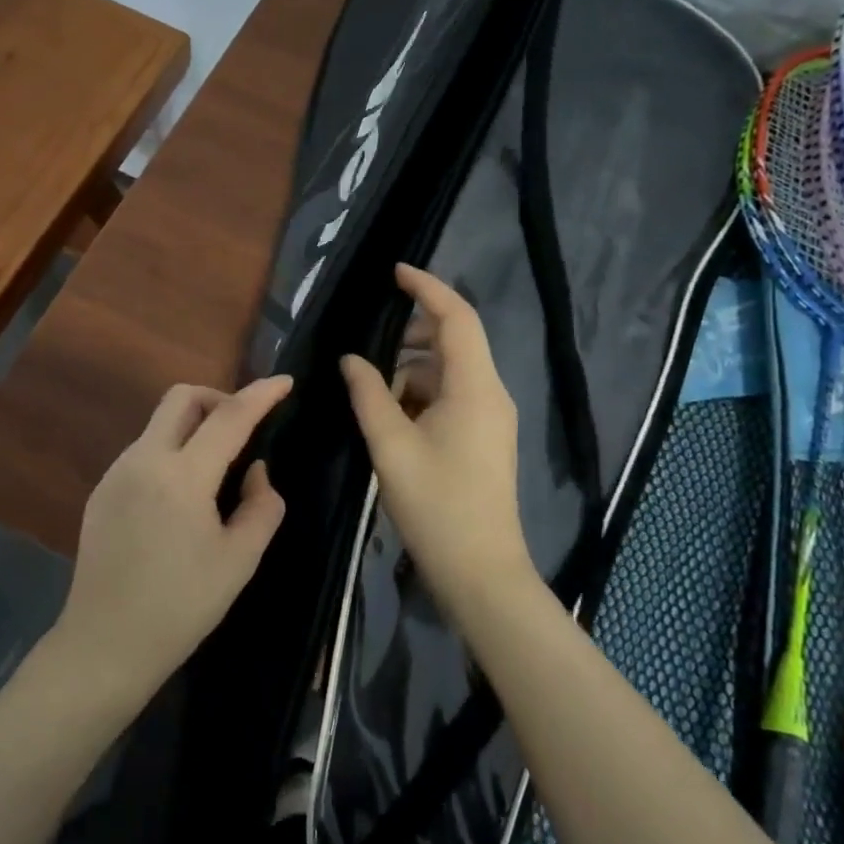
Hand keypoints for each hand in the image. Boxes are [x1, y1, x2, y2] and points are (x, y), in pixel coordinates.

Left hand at [55, 376, 292, 708]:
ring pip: (160, 423)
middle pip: (181, 397)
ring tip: (216, 471)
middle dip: (218, 398)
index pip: (229, 417)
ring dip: (193, 427)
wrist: (105, 645)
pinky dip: (172, 453)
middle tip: (243, 429)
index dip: (261, 394)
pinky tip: (181, 498)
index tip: (285, 381)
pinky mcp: (101, 491)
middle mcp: (143, 460)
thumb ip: (262, 505)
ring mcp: (116, 473)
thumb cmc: (181, 606)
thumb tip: (255, 470)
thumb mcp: (240, 560)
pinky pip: (144, 451)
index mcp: (182, 477)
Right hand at [340, 265, 537, 624]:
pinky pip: (452, 397)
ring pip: (449, 372)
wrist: (480, 572)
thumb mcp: (391, 445)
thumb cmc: (436, 504)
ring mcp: (491, 417)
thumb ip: (369, 394)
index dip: (426, 288)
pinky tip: (391, 418)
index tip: (394, 272)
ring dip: (411, 371)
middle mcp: (491, 393)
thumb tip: (352, 359)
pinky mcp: (485, 438)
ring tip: (372, 393)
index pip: (456, 317)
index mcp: (475, 386)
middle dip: (412, 334)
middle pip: (454, 341)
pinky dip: (421, 396)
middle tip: (370, 342)